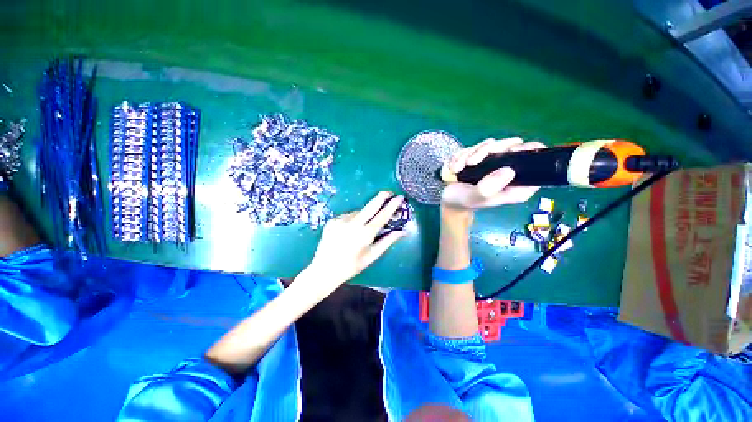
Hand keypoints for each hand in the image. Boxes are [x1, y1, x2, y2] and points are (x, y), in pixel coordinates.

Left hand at [304, 192, 406, 295]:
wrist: (324, 269)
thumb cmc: (352, 265)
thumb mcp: (372, 255)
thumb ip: (388, 241)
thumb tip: (403, 231)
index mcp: (365, 234)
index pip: (382, 216)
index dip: (392, 205)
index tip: (400, 197)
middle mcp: (353, 224)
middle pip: (371, 206)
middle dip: (381, 197)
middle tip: (389, 192)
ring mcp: (341, 220)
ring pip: (359, 212)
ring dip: (364, 215)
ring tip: (361, 229)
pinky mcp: (332, 220)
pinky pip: (347, 216)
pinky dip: (352, 220)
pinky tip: (348, 230)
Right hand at [441, 137, 544, 209]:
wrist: (449, 199)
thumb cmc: (464, 200)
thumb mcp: (474, 198)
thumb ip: (488, 188)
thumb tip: (508, 170)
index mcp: (516, 185)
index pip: (536, 163)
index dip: (527, 152)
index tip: (509, 151)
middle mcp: (509, 171)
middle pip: (512, 146)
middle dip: (486, 151)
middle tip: (471, 162)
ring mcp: (495, 162)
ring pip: (491, 144)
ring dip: (469, 154)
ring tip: (456, 169)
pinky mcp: (482, 157)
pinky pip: (476, 147)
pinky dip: (462, 154)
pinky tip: (454, 166)